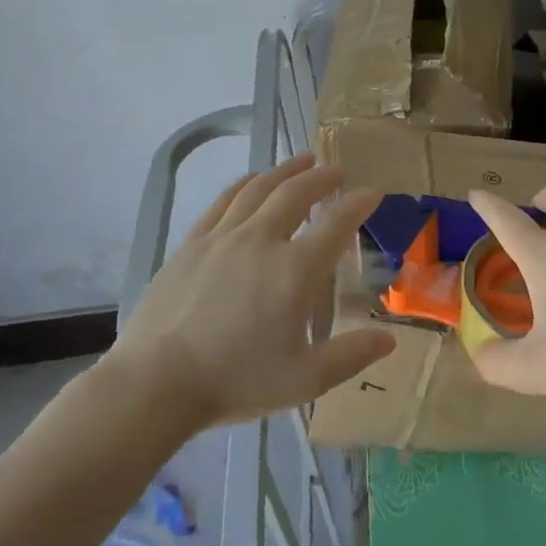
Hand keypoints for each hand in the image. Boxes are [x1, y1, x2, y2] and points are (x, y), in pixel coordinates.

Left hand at [101, 154, 391, 431]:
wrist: (156, 383)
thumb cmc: (236, 382)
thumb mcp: (305, 380)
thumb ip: (351, 355)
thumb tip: (389, 338)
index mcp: (295, 270)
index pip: (337, 223)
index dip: (359, 204)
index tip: (374, 192)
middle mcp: (261, 240)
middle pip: (297, 193)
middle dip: (322, 178)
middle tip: (337, 171)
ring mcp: (222, 237)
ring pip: (259, 188)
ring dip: (285, 171)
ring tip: (302, 162)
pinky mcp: (192, 244)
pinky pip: (223, 201)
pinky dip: (244, 184)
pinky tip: (252, 181)